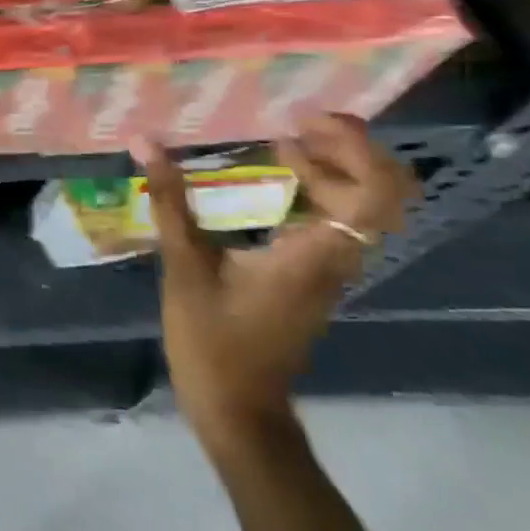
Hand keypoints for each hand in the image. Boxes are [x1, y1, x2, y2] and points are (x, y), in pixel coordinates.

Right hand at [138, 113, 414, 457]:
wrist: (238, 410)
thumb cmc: (213, 342)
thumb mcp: (185, 266)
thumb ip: (171, 201)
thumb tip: (146, 142)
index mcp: (315, 255)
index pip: (376, 195)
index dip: (357, 148)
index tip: (307, 120)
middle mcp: (336, 258)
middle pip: (383, 194)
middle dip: (347, 150)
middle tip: (294, 124)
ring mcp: (328, 269)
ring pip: (363, 207)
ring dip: (333, 168)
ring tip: (279, 142)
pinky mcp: (312, 275)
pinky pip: (335, 221)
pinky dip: (316, 190)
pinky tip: (271, 179)